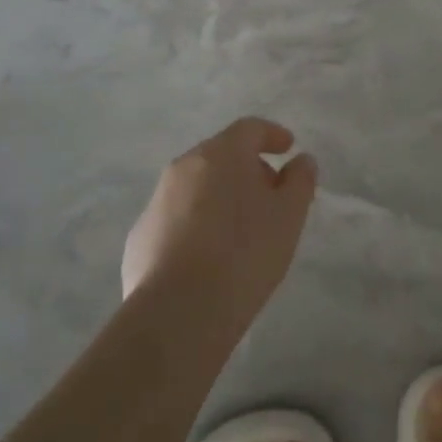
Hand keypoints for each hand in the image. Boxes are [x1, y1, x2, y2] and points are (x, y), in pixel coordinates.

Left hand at [122, 118, 317, 333]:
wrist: (177, 313)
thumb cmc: (244, 253)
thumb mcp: (289, 216)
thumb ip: (300, 181)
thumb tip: (301, 160)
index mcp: (221, 153)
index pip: (250, 128)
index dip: (272, 135)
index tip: (289, 148)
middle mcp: (184, 167)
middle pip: (221, 155)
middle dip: (247, 169)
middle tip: (270, 195)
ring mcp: (156, 202)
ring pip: (196, 187)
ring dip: (220, 197)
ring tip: (241, 231)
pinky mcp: (140, 237)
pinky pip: (176, 219)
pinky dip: (196, 225)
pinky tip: (209, 258)